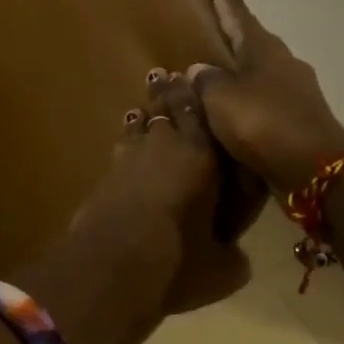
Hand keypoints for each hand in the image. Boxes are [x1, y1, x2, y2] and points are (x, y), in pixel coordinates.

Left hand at [71, 68, 253, 314]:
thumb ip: (232, 255)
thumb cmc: (178, 258)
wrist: (114, 260)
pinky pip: (122, 147)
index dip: (196, 94)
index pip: (200, 113)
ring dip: (143, 116)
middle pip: (166, 109)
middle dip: (166, 92)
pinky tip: (124, 144)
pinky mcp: (106, 173)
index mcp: (202, 156)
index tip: (192, 76)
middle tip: (163, 75)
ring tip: (143, 110)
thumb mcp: (221, 269)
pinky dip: (127, 142)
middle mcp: (166, 145)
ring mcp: (131, 155)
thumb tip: (237, 257)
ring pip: (139, 124)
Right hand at [186, 0, 343, 198]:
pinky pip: (265, 100)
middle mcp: (282, 62)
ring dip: (239, 70)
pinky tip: (233, 111)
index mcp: (262, 48)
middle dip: (231, 32)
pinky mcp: (300, 119)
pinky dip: (248, 99)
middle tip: (210, 25)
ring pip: (260, 71)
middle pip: (251, 40)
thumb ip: (205, 80)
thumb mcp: (221, 98)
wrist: (317, 170)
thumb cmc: (264, 122)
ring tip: (215, 74)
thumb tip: (200, 70)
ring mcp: (296, 91)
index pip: (237, 12)